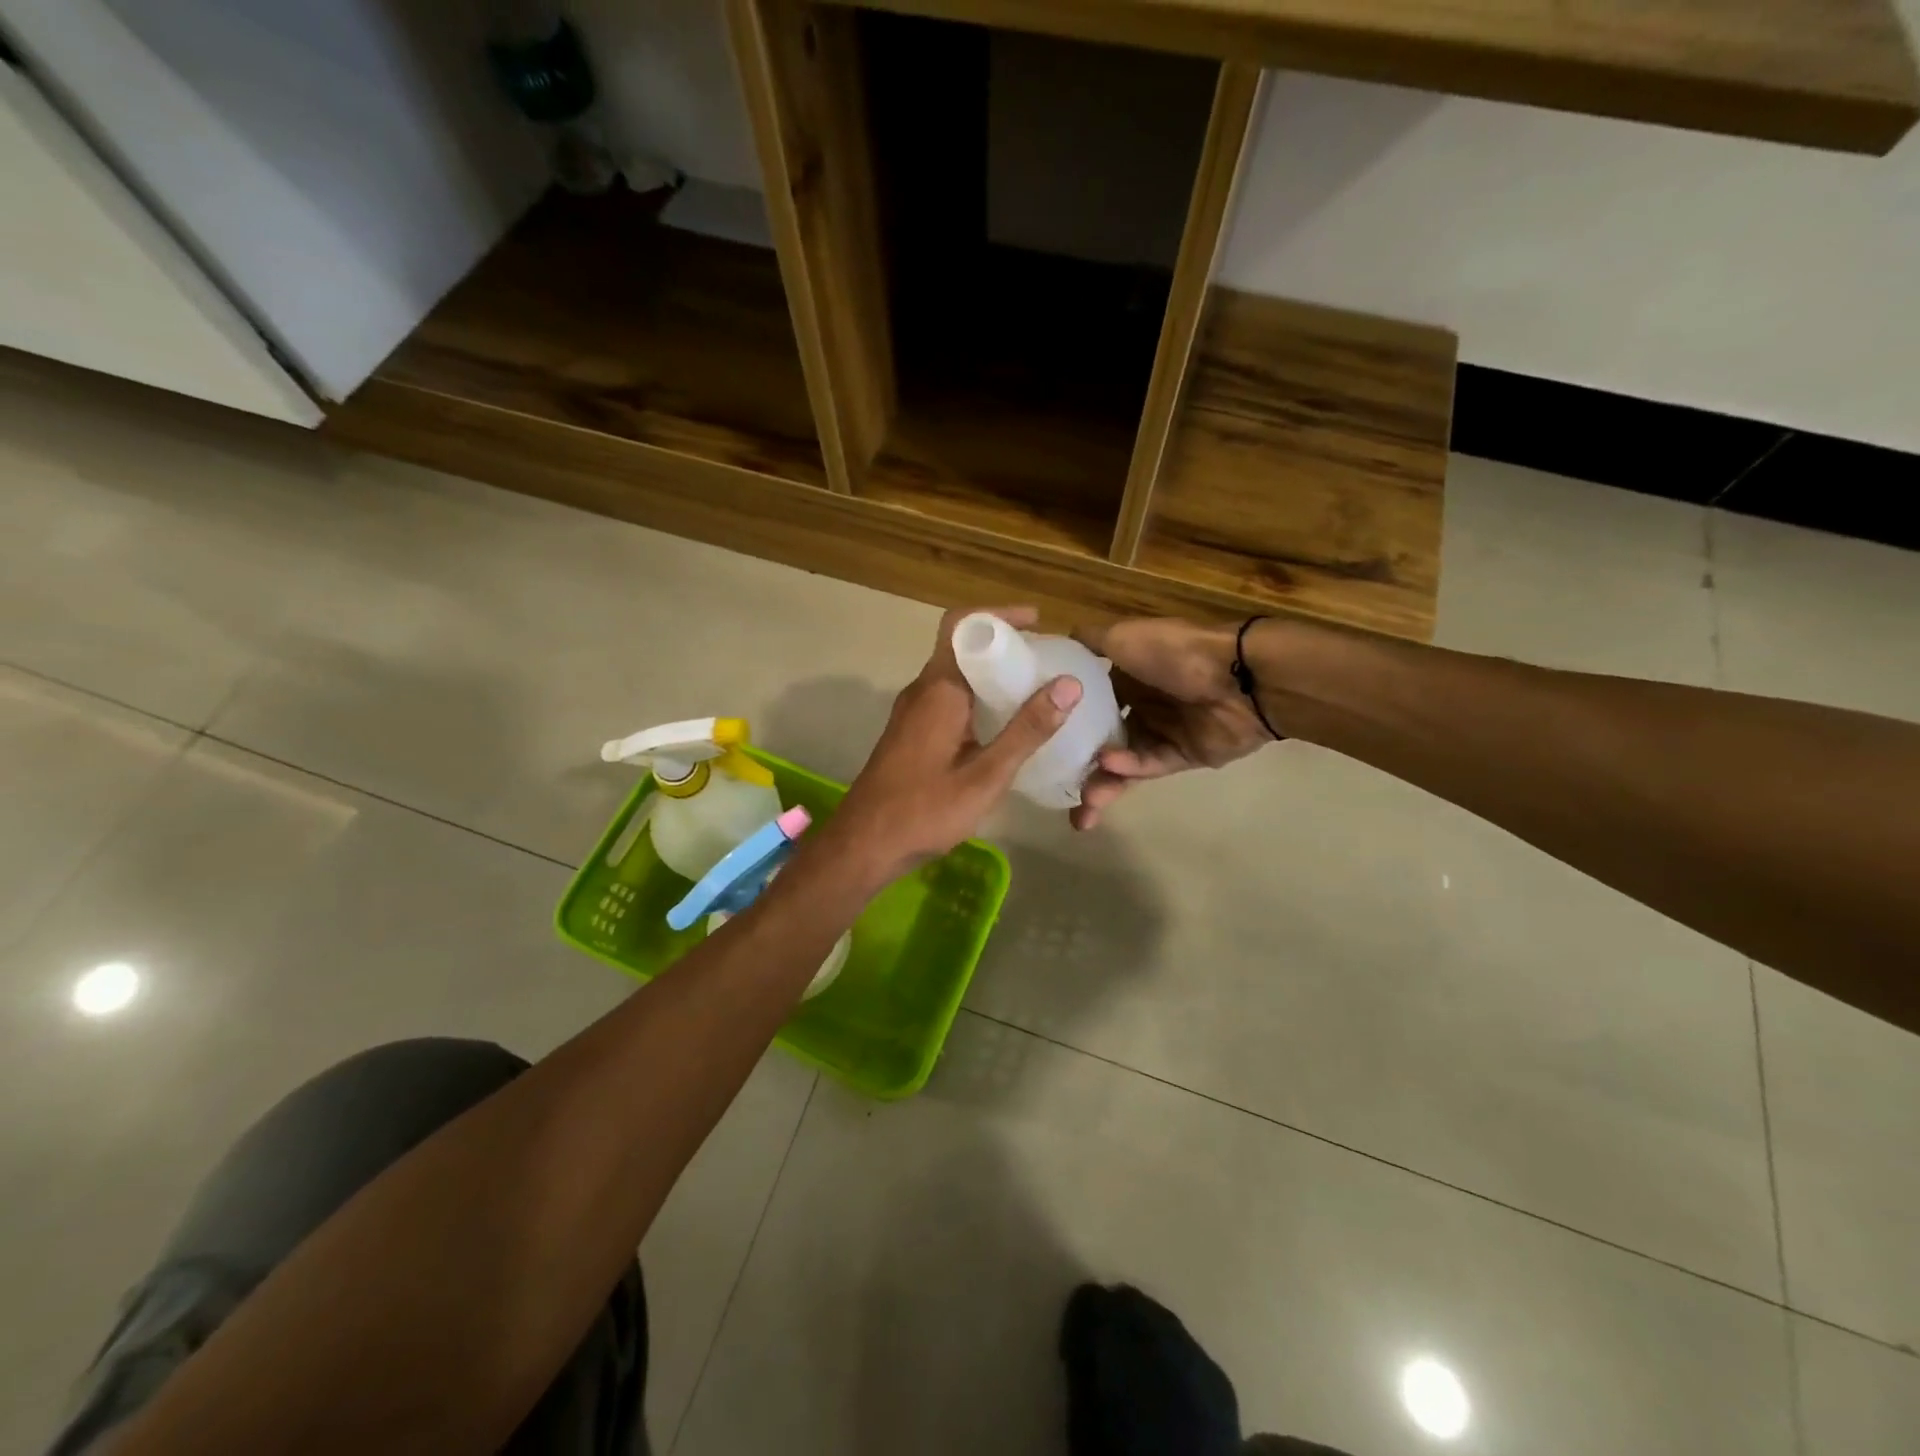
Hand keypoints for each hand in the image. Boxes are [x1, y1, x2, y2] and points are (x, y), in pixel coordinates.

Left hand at [820, 607, 1082, 885]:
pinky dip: (978, 698)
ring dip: (992, 675)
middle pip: (962, 648)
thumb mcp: (986, 775)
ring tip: (1036, 690)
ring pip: (955, 675)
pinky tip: (1005, 726)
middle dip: (1005, 647)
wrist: (864, 845)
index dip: (999, 615)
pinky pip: (948, 699)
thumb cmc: (924, 810)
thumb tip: (1069, 684)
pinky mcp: (911, 734)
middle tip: (1047, 660)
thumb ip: (1027, 731)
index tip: (1038, 621)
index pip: (963, 625)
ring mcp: (913, 713)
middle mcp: (922, 691)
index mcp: (938, 690)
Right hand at [1070, 618, 1273, 830]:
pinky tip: (1109, 767)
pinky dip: (1128, 767)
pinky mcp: (1181, 757)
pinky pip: (1147, 766)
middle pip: (1099, 740)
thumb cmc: (1173, 652)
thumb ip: (1087, 642)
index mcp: (1124, 676)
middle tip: (1053, 791)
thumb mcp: (1122, 636)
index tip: (1033, 739)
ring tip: (1081, 809)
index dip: (1062, 722)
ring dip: (1101, 783)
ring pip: (1120, 764)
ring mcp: (1160, 732)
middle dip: (1077, 766)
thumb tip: (1053, 644)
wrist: (1238, 676)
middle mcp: (1139, 705)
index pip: (1086, 704)